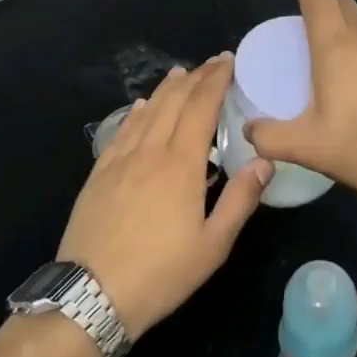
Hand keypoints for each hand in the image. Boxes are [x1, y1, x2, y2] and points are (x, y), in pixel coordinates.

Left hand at [58, 54, 271, 339]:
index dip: (215, 81)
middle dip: (195, 78)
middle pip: (173, 103)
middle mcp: (149, 152)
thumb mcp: (213, 245)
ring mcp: (119, 161)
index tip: (228, 61)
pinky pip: (122, 131)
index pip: (200, 108)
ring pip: (146, 112)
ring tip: (180, 74)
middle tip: (212, 62)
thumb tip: (264, 161)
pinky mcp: (99, 174)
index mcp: (180, 165)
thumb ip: (240, 199)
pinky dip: (136, 113)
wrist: (92, 294)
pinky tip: (142, 107)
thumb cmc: (162, 273)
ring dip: (166, 90)